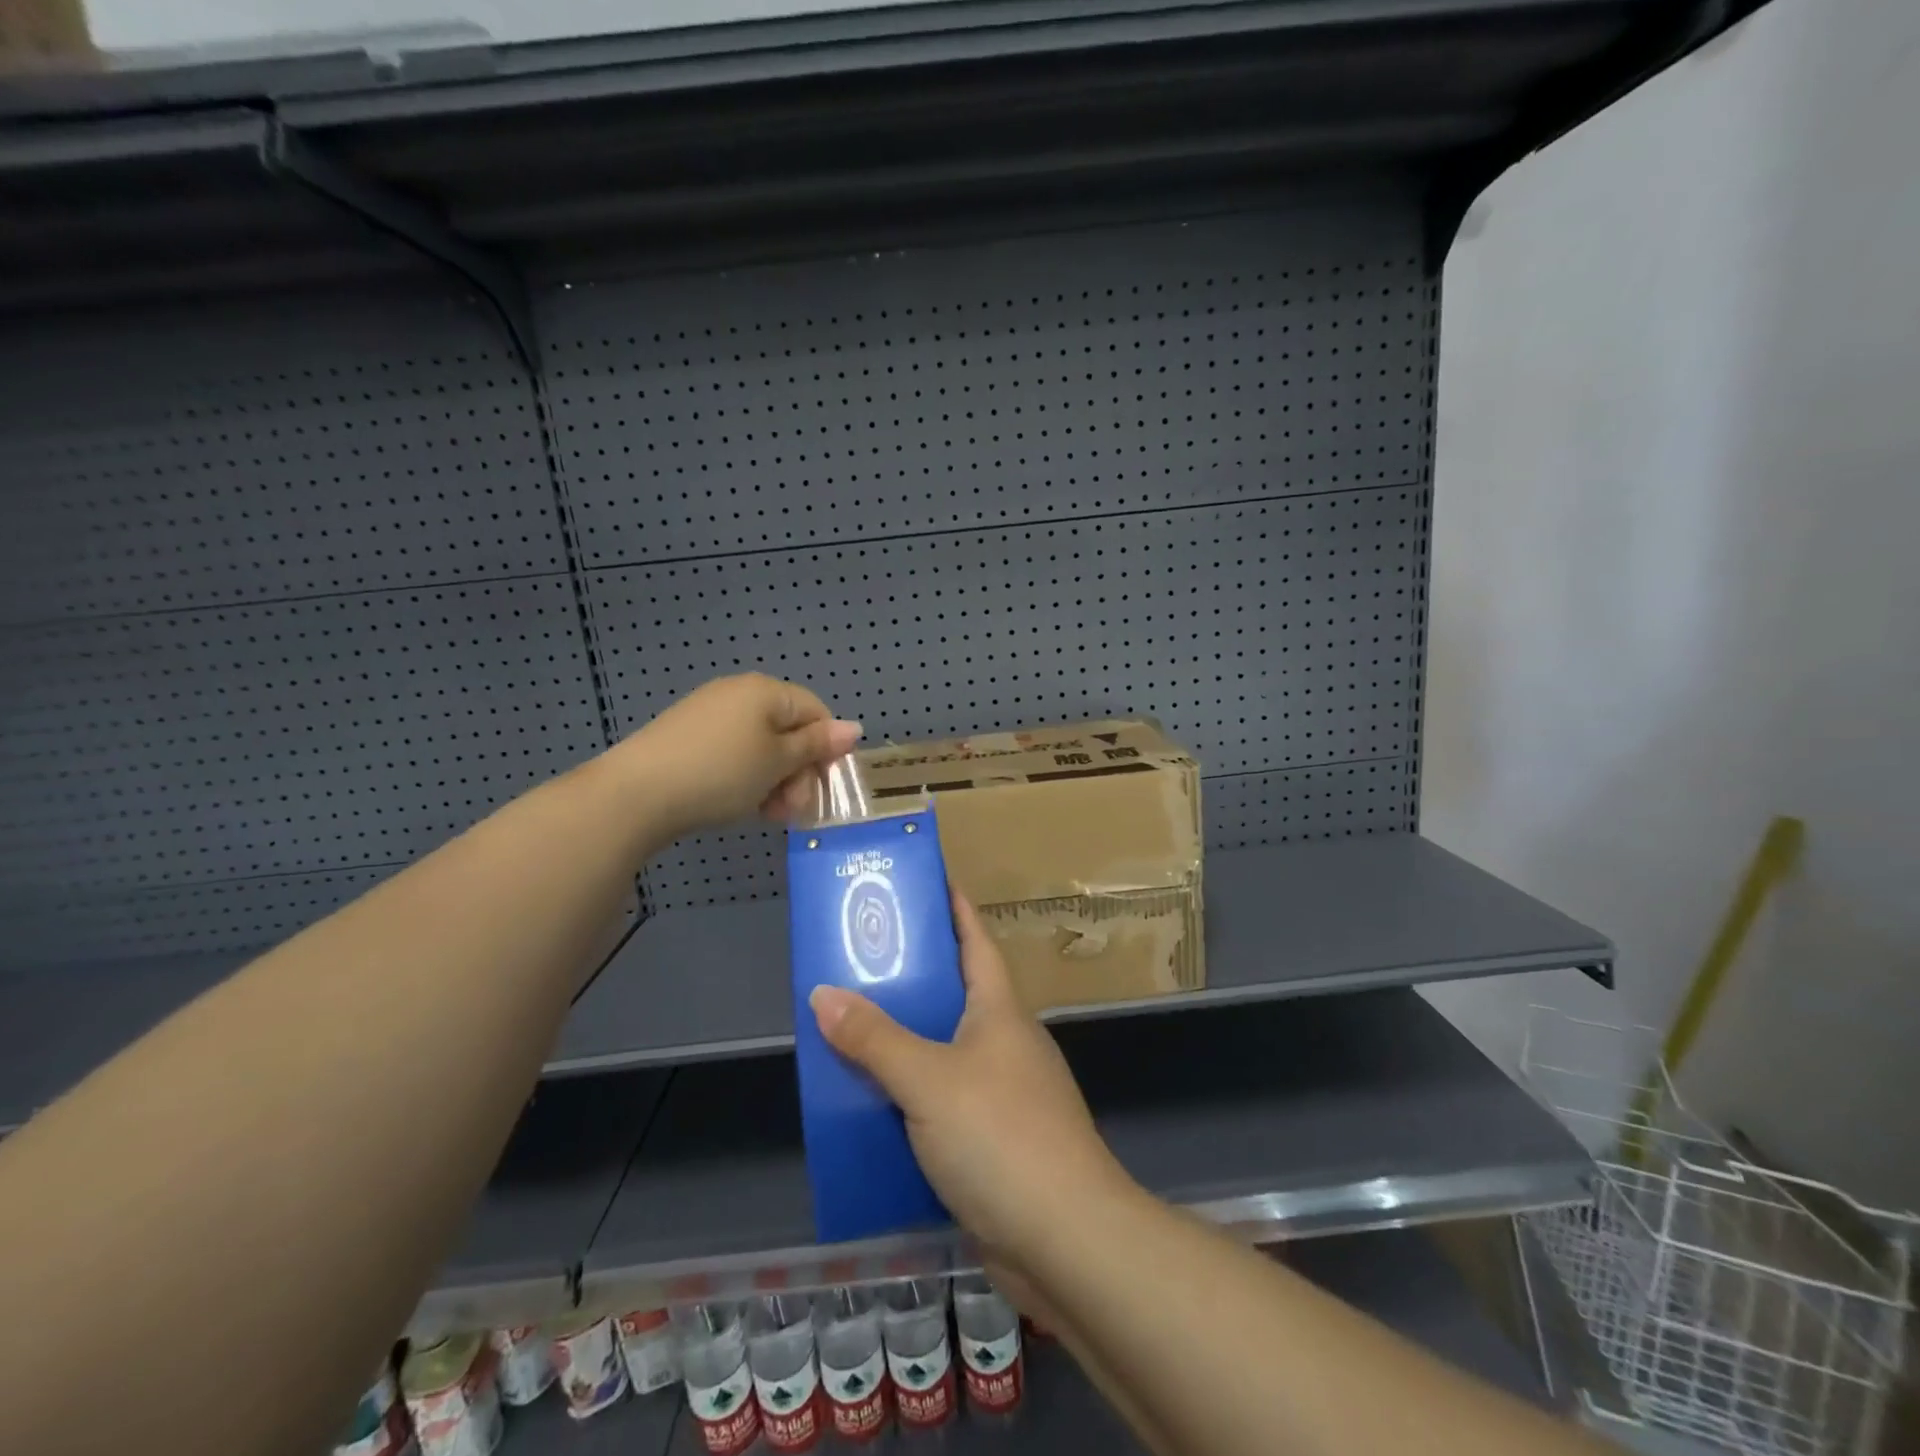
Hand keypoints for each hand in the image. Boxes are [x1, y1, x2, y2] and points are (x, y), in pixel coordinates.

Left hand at [619, 674, 861, 838]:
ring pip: (762, 748)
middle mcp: (739, 694)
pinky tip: (740, 805)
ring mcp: (710, 715)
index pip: (817, 712)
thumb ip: (817, 745)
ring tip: (766, 814)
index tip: (821, 789)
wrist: (637, 793)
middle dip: (799, 772)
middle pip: (790, 731)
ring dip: (775, 782)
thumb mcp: (778, 762)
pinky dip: (746, 779)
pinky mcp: (688, 738)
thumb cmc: (721, 773)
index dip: (826, 751)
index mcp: (766, 691)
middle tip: (791, 810)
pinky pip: (734, 754)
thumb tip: (854, 728)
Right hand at [808, 891, 1137, 1260]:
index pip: (976, 940)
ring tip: (850, 1028)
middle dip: (911, 977)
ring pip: (944, 1051)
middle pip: (954, 993)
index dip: (954, 908)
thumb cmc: (1001, 1136)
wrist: (1066, 1239)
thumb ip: (875, 1039)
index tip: (925, 882)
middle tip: (858, 960)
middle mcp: (1005, 1041)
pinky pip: (942, 1102)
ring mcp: (1004, 1092)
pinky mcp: (995, 1141)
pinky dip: (910, 1096)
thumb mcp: (929, 1080)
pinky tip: (873, 1106)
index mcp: (999, 1009)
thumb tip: (823, 993)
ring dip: (904, 1042)